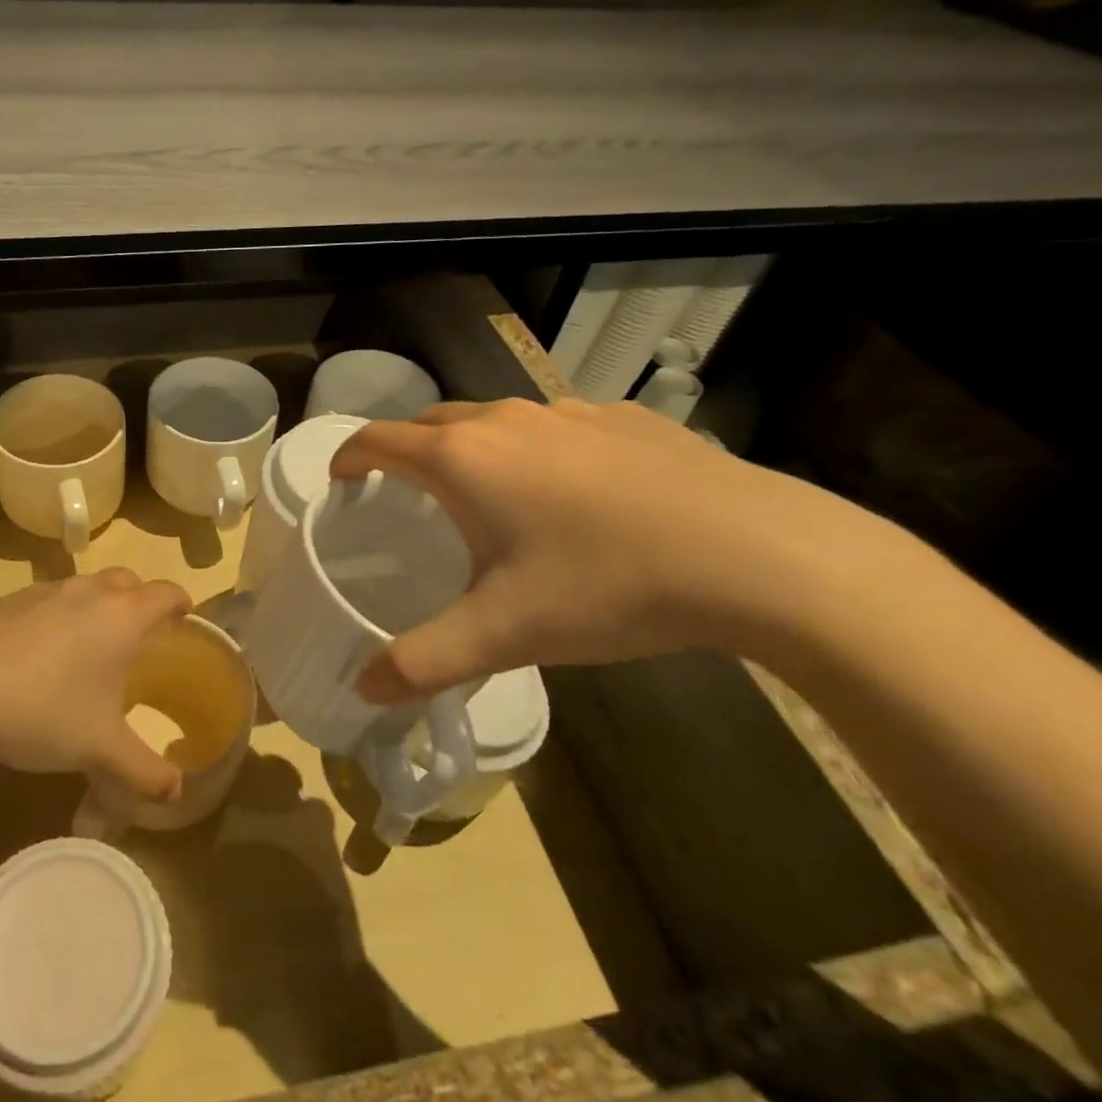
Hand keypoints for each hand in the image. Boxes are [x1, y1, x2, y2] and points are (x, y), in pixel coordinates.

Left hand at [0, 570, 192, 802]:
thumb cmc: (44, 711)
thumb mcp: (100, 750)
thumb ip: (144, 772)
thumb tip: (176, 793)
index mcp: (122, 616)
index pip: (166, 592)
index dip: (181, 602)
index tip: (184, 618)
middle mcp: (89, 592)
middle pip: (128, 580)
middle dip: (140, 599)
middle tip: (140, 635)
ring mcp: (45, 590)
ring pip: (86, 585)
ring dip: (98, 605)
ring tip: (91, 645)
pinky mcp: (9, 600)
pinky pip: (49, 598)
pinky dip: (59, 614)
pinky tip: (41, 653)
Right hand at [329, 398, 884, 702]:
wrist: (757, 554)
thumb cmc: (606, 585)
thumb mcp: (503, 633)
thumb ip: (424, 662)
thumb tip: (363, 690)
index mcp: (462, 460)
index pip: (377, 440)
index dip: (348, 459)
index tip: (343, 484)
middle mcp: (505, 420)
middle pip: (431, 423)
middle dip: (407, 452)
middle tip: (409, 497)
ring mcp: (569, 412)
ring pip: (496, 419)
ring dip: (474, 449)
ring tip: (492, 499)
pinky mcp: (624, 419)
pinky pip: (557, 425)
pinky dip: (538, 449)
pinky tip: (576, 496)